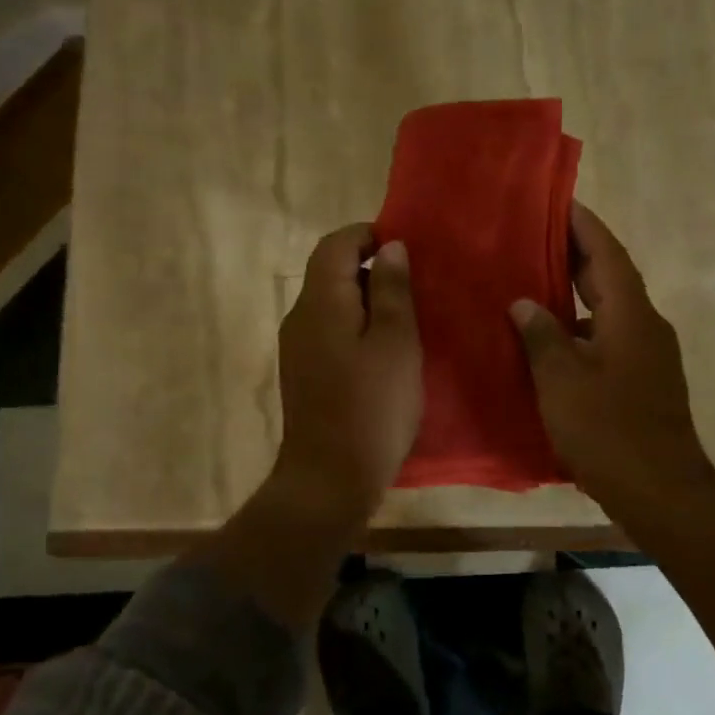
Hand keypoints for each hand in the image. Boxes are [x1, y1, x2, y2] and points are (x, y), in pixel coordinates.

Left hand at [272, 223, 422, 519]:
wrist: (329, 478)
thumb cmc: (371, 406)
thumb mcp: (396, 343)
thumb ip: (393, 290)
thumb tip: (390, 248)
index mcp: (320, 301)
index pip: (335, 244)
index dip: (368, 235)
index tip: (406, 247)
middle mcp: (299, 317)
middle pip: (330, 271)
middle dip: (371, 268)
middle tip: (416, 285)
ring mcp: (297, 347)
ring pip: (332, 303)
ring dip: (367, 300)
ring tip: (408, 317)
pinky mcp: (304, 373)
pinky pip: (330, 331)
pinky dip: (357, 327)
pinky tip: (386, 352)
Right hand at [509, 203, 714, 518]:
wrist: (662, 493)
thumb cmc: (609, 431)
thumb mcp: (562, 381)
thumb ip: (541, 335)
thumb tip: (524, 302)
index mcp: (631, 315)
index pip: (607, 253)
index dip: (583, 224)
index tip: (557, 200)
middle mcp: (645, 326)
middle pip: (610, 277)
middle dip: (576, 254)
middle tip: (533, 236)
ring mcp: (648, 356)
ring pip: (609, 310)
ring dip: (576, 294)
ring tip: (533, 284)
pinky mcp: (643, 382)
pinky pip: (608, 339)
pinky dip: (580, 330)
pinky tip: (549, 342)